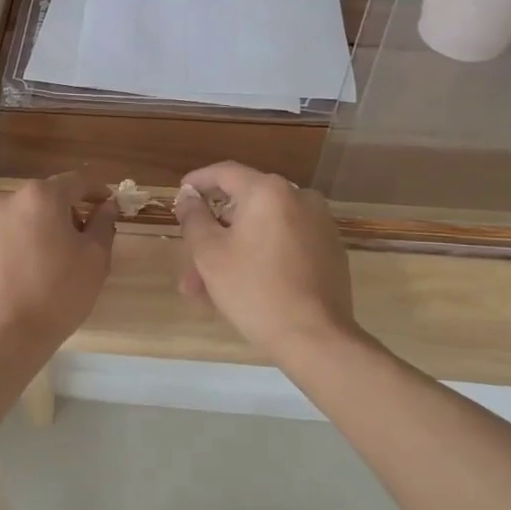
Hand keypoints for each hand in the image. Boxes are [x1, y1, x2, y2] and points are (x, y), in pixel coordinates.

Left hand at [0, 173, 115, 351]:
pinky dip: (10, 246)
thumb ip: (103, 222)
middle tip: (78, 239)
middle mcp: (7, 199)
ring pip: (18, 217)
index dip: (96, 190)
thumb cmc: (60, 292)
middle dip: (63, 212)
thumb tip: (107, 204)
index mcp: (42, 196)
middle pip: (44, 197)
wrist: (7, 333)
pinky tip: (18, 272)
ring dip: (34, 228)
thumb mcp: (95, 258)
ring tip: (44, 260)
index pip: (77, 181)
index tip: (107, 203)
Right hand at [175, 162, 357, 358]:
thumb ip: (193, 218)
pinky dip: (260, 256)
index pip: (225, 172)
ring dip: (233, 251)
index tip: (180, 194)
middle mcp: (299, 197)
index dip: (197, 181)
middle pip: (244, 205)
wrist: (315, 337)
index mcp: (268, 191)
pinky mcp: (330, 250)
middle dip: (213, 232)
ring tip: (206, 289)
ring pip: (262, 229)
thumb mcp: (209, 254)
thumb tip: (188, 196)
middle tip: (189, 259)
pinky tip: (241, 287)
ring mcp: (319, 224)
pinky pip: (284, 243)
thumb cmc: (254, 290)